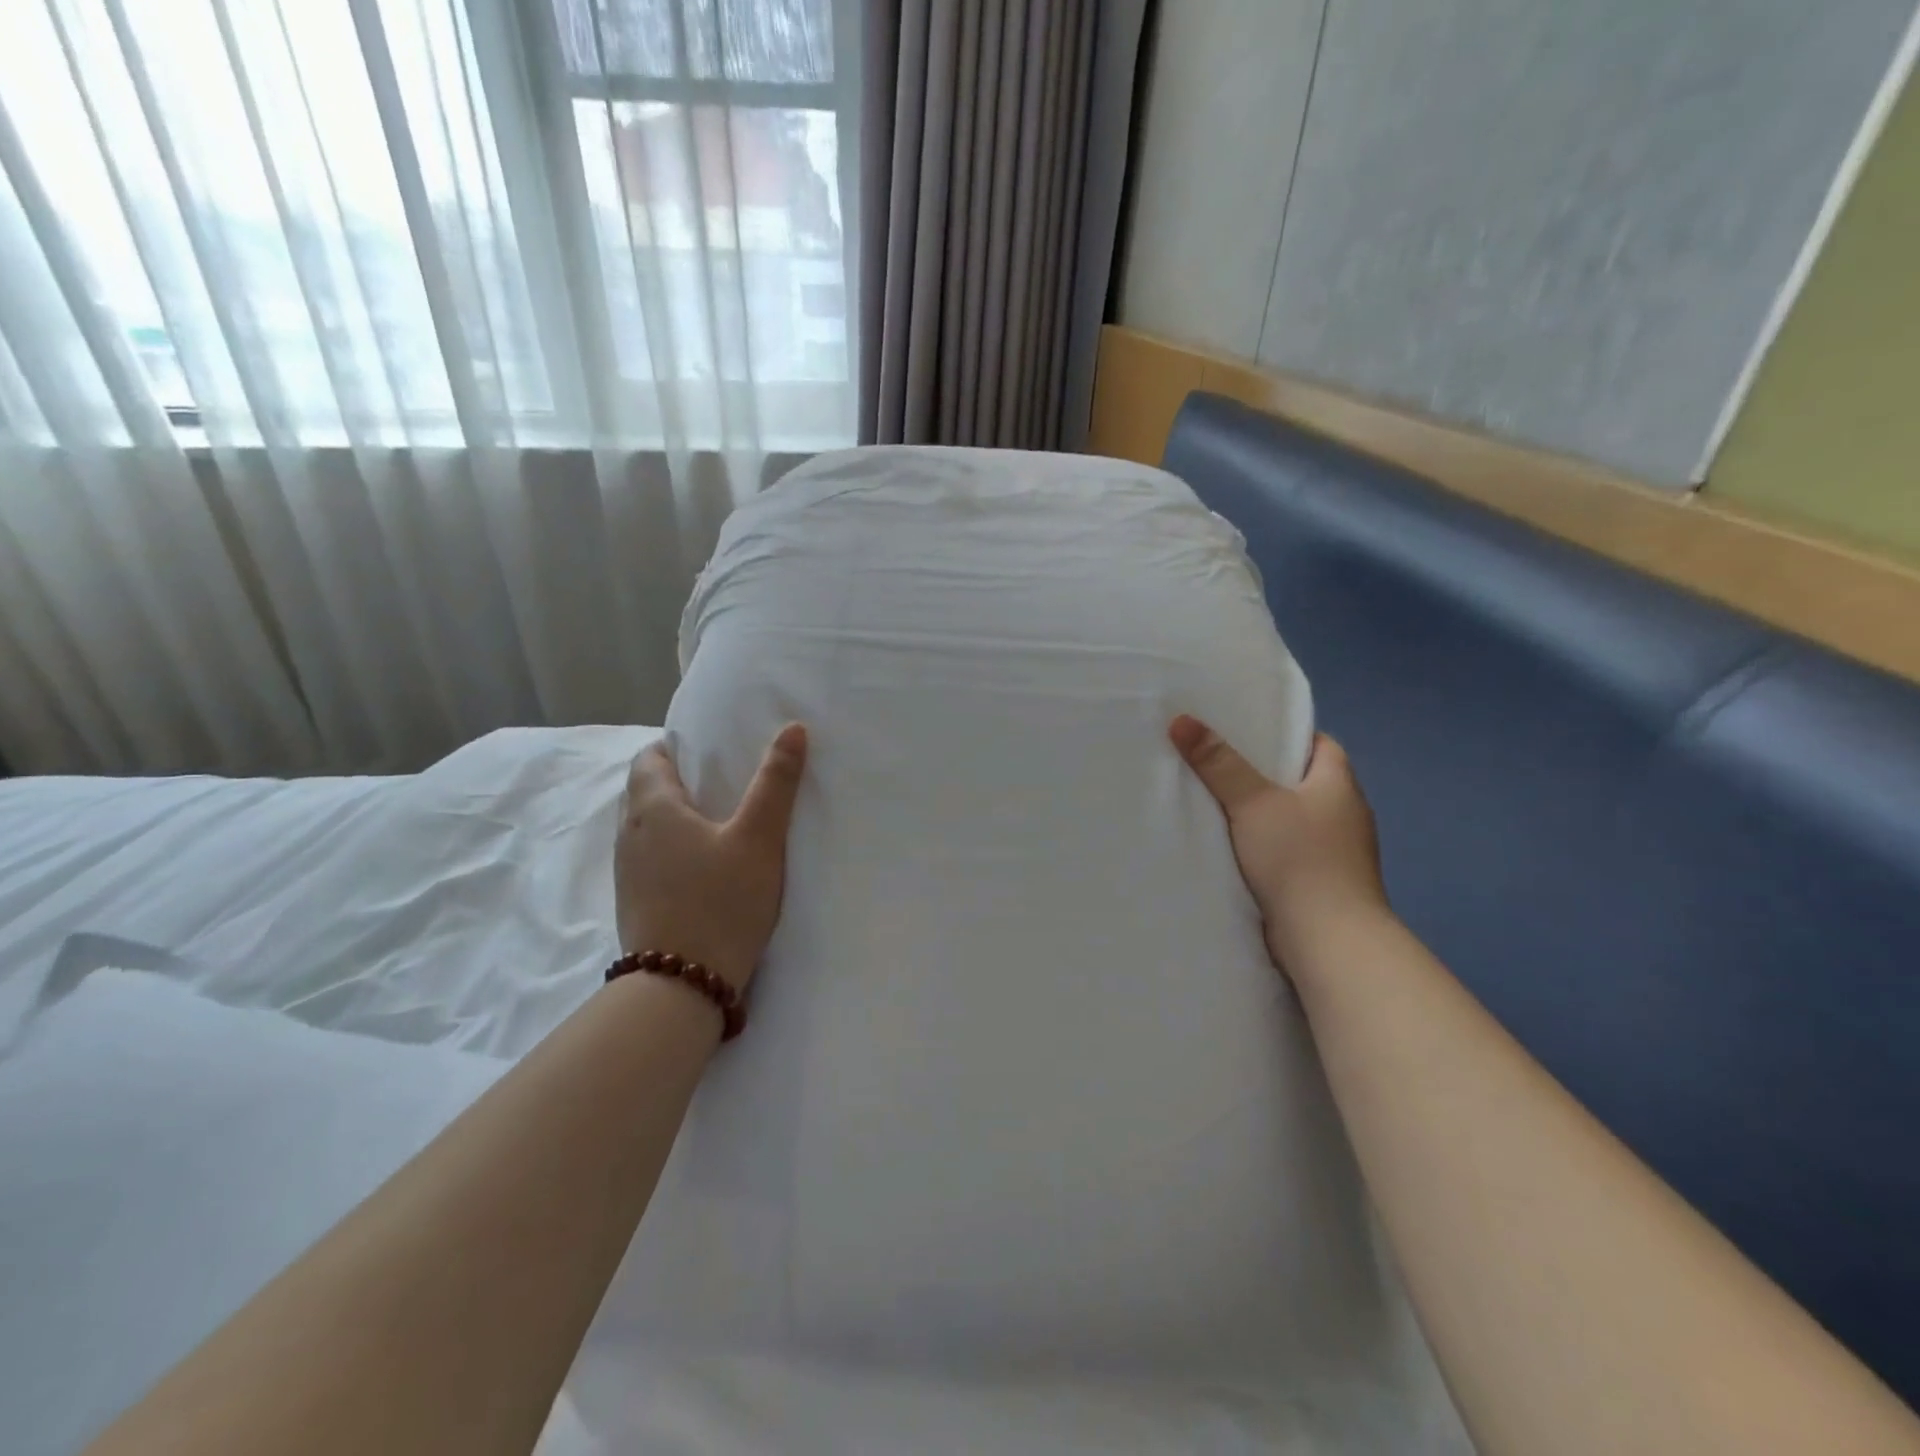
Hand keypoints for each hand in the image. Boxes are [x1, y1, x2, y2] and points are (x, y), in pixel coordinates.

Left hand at [615, 724, 808, 991]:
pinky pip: (648, 855)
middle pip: (645, 789)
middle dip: (678, 778)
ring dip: (673, 815)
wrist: (680, 985)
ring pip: (646, 825)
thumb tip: (793, 728)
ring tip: (717, 820)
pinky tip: (703, 864)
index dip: (677, 746)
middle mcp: (629, 833)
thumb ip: (775, 782)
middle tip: (724, 781)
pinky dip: (670, 846)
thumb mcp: (758, 838)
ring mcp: (626, 870)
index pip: (649, 757)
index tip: (713, 749)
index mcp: (653, 807)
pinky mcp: (633, 900)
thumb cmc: (720, 902)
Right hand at [1169, 715, 1389, 973]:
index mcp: (1340, 784)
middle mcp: (1346, 814)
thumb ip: (1218, 763)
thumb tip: (1181, 719)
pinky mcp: (1323, 884)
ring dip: (1265, 814)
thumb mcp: (1252, 802)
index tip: (1248, 732)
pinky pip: (1290, 852)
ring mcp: (1338, 853)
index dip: (1286, 734)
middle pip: (1303, 781)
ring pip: (1295, 819)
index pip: (1319, 744)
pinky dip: (1267, 847)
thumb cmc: (1298, 859)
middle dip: (1265, 774)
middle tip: (1219, 763)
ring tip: (1218, 804)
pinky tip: (1235, 849)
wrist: (1328, 940)